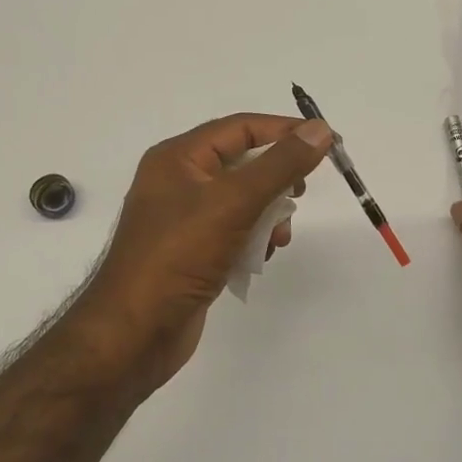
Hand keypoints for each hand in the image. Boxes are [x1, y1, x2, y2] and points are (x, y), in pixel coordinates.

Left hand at [78, 113, 333, 392]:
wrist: (134, 334)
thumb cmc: (179, 256)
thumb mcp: (234, 202)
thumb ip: (280, 164)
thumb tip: (320, 129)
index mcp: (178, 158)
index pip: (241, 127)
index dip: (285, 131)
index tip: (326, 142)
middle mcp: (179, 181)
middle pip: (243, 163)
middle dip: (276, 180)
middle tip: (300, 194)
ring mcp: (184, 218)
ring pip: (243, 199)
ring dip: (268, 215)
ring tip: (278, 238)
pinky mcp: (192, 250)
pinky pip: (234, 230)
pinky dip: (253, 238)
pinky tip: (260, 257)